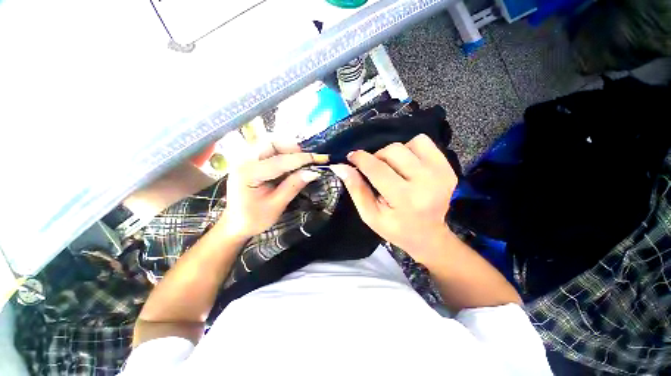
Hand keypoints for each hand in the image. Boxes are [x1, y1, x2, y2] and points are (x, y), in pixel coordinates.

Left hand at [217, 141, 328, 239]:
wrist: (235, 224)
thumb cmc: (254, 219)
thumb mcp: (276, 205)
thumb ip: (293, 186)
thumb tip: (313, 172)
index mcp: (248, 173)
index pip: (279, 161)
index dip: (301, 159)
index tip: (318, 159)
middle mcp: (244, 161)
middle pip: (271, 143)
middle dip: (292, 148)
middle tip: (307, 160)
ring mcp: (246, 160)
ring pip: (270, 144)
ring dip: (288, 150)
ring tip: (300, 162)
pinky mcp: (250, 162)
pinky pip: (268, 151)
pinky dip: (282, 154)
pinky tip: (290, 165)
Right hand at [330, 134, 456, 263]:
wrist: (430, 235)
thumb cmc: (396, 228)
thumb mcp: (370, 215)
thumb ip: (356, 189)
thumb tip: (340, 166)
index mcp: (405, 199)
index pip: (377, 169)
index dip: (360, 158)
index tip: (352, 157)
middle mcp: (426, 182)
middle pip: (393, 151)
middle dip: (377, 157)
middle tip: (374, 170)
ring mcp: (441, 172)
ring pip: (407, 144)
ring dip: (393, 153)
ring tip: (392, 169)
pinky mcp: (447, 167)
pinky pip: (423, 142)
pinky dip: (410, 148)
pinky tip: (407, 164)